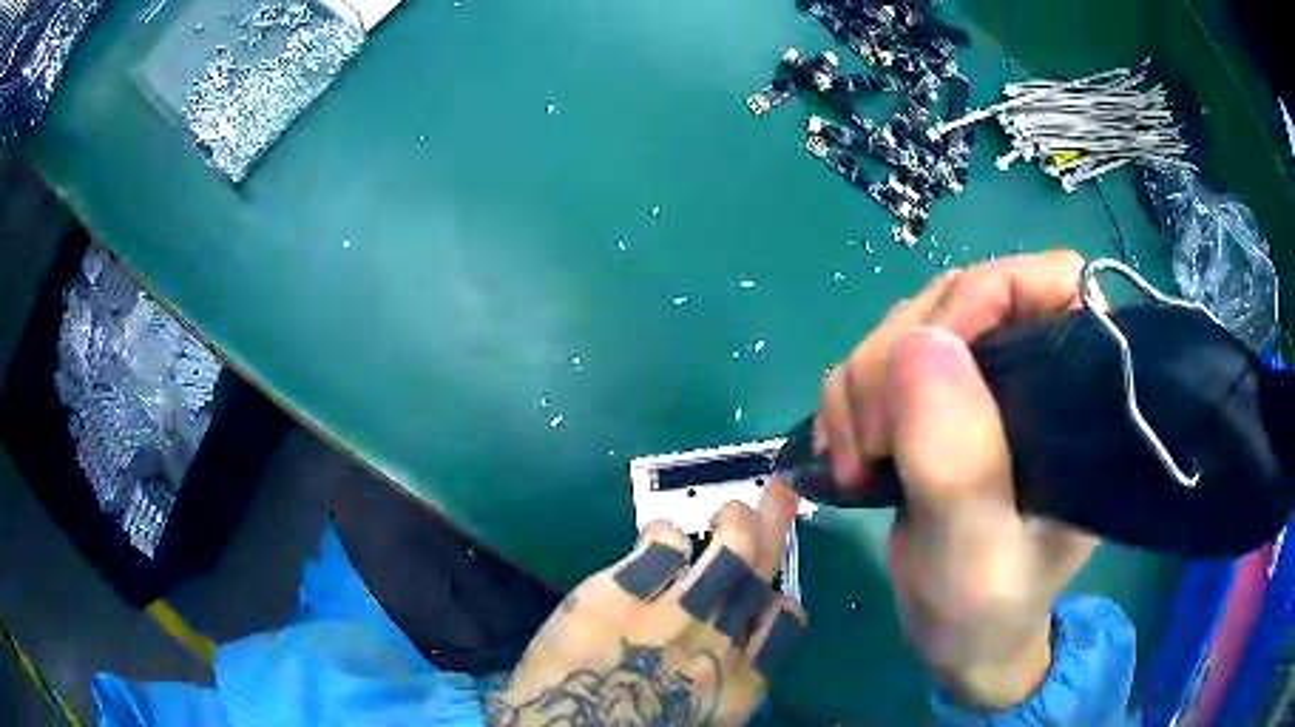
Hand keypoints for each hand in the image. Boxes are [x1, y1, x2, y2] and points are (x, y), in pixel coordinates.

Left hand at [489, 480, 805, 725]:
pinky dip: (666, 535)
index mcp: (739, 685)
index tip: (773, 591)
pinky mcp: (622, 593)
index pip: (783, 626)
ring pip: (730, 551)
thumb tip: (728, 653)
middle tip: (771, 501)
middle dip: (773, 530)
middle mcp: (720, 641)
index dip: (782, 600)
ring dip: (735, 522)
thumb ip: (723, 685)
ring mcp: (675, 613)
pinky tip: (658, 534)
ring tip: (730, 510)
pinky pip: (662, 546)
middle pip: (761, 573)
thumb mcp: (703, 722)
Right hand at [819, 250, 1100, 708]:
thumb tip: (917, 345)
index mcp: (1080, 397)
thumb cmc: (988, 611)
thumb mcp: (977, 559)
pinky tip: (848, 450)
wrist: (961, 639)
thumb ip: (960, 467)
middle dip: (898, 358)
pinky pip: (882, 358)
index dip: (986, 295)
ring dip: (864, 382)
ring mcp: (986, 380)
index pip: (1050, 283)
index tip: (925, 363)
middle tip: (869, 445)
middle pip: (961, 298)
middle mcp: (1037, 369)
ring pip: (911, 324)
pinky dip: (850, 396)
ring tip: (855, 458)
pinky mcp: (944, 399)